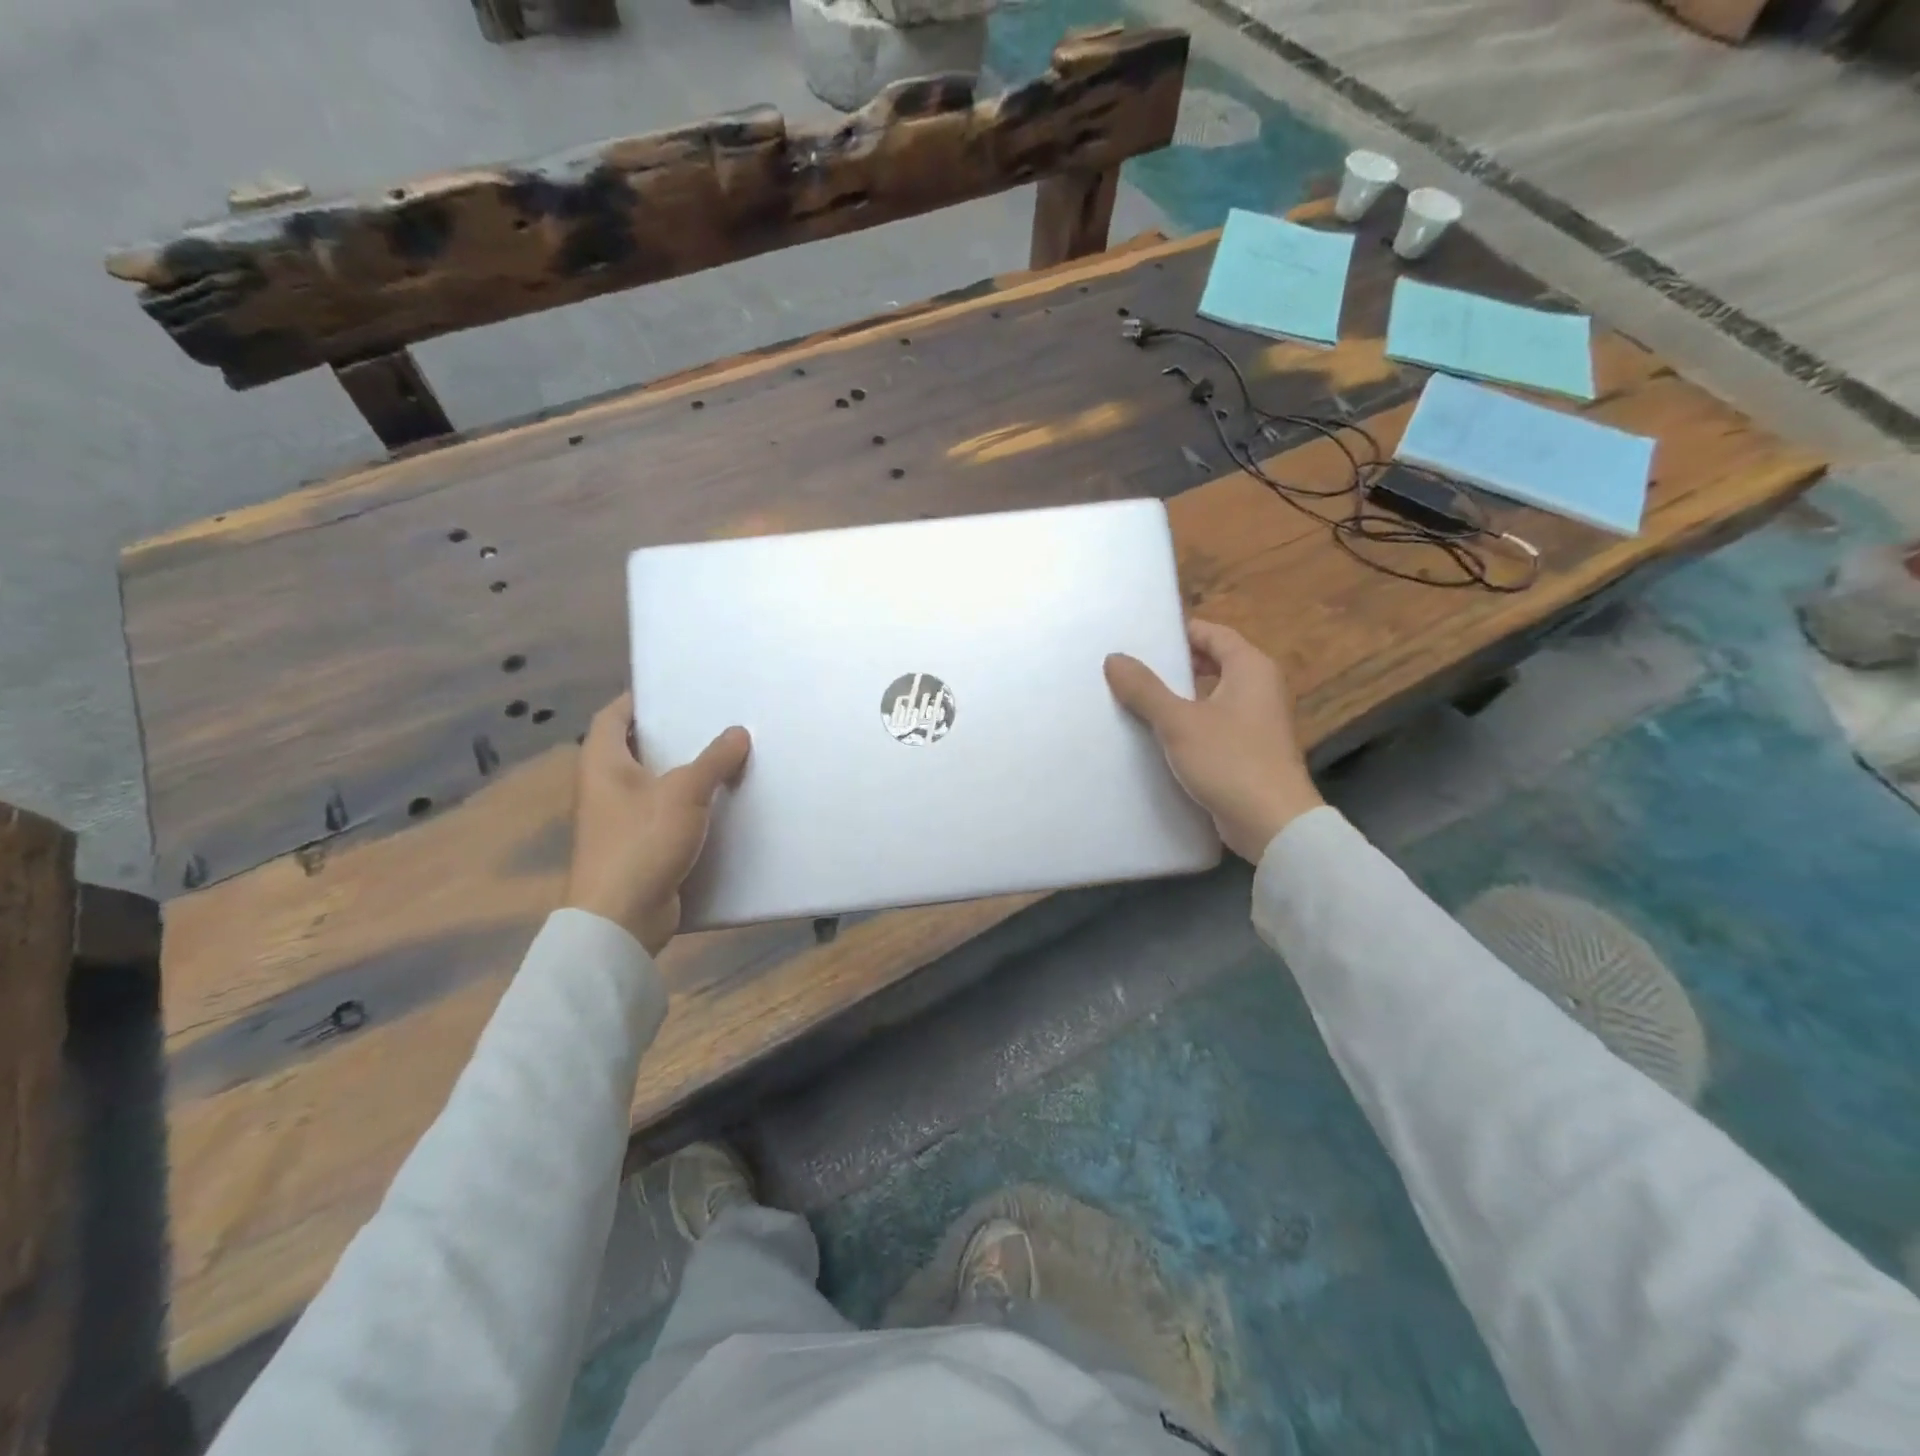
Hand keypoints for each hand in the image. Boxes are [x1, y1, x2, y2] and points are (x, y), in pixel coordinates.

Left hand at [563, 694, 750, 955]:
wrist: (621, 918)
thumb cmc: (642, 841)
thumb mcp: (685, 792)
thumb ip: (714, 760)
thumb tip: (738, 732)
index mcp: (602, 763)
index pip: (613, 716)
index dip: (638, 699)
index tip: (674, 689)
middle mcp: (604, 787)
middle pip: (637, 748)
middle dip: (672, 735)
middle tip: (712, 720)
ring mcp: (619, 820)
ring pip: (654, 783)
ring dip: (685, 772)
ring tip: (726, 755)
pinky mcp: (638, 847)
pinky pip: (666, 814)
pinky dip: (690, 805)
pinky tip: (722, 803)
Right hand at [1105, 619, 1322, 862]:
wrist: (1272, 824)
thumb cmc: (1230, 760)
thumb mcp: (1179, 722)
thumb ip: (1145, 689)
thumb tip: (1114, 658)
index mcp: (1251, 669)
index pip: (1213, 633)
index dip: (1179, 632)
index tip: (1142, 638)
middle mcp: (1259, 689)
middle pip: (1212, 664)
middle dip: (1173, 666)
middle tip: (1131, 669)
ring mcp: (1256, 723)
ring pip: (1210, 698)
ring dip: (1177, 699)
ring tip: (1134, 701)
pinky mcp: (1248, 752)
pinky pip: (1213, 727)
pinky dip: (1188, 726)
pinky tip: (1156, 738)